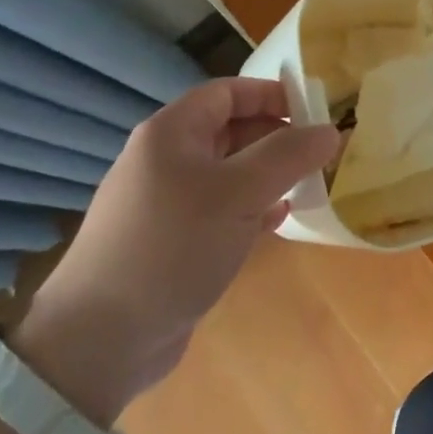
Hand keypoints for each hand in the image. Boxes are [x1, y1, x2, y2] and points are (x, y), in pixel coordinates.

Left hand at [14, 78, 339, 421]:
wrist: (101, 340)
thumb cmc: (172, 246)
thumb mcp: (238, 193)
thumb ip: (288, 156)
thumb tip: (331, 130)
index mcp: (171, 133)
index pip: (228, 92)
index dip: (271, 94)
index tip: (314, 111)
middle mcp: (166, 159)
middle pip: (230, 130)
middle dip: (276, 137)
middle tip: (320, 153)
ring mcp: (167, 202)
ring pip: (229, 172)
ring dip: (268, 175)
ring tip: (309, 184)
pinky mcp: (173, 241)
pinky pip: (221, 209)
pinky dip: (252, 208)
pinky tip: (279, 220)